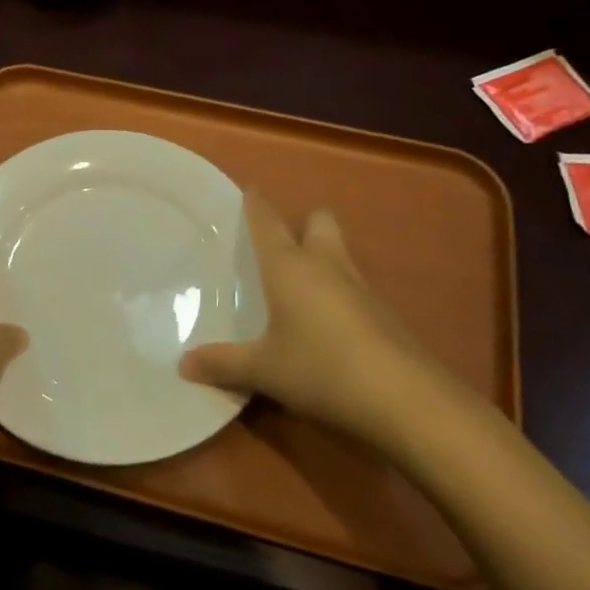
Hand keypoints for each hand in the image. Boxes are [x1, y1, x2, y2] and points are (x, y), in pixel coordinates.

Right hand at [178, 192, 471, 448]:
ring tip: (299, 290)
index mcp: (290, 267)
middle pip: (319, 222)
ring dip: (323, 260)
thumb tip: (182, 364)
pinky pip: (355, 289)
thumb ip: (223, 364)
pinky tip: (329, 329)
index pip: (268, 223)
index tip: (250, 189)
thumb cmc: (321, 369)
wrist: (406, 400)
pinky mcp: (386, 315)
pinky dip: (340, 296)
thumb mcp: (264, 370)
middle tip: (282, 247)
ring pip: (340, 254)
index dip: (257, 204)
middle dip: (303, 224)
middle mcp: (326, 266)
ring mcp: (361, 288)